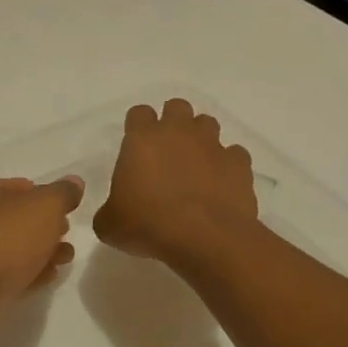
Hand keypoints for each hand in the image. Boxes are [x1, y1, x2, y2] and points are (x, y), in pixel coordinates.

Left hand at [0, 175, 84, 316]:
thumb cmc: (10, 235)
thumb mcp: (46, 205)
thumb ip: (63, 193)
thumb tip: (74, 181)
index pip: (23, 186)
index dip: (47, 195)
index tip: (67, 210)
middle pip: (20, 218)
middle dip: (46, 226)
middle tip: (67, 234)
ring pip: (17, 246)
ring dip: (43, 251)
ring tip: (65, 259)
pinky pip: (11, 272)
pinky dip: (31, 272)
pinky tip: (49, 277)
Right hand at [94, 98, 257, 265]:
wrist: (205, 239)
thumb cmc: (148, 224)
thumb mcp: (110, 225)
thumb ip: (108, 212)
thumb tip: (111, 216)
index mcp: (142, 138)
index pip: (139, 113)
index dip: (138, 127)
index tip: (136, 148)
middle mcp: (178, 132)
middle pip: (177, 107)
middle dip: (173, 122)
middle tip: (167, 151)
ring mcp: (212, 145)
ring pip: (207, 124)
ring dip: (201, 139)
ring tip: (196, 165)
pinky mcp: (239, 164)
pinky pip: (234, 154)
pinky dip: (228, 164)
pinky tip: (221, 184)